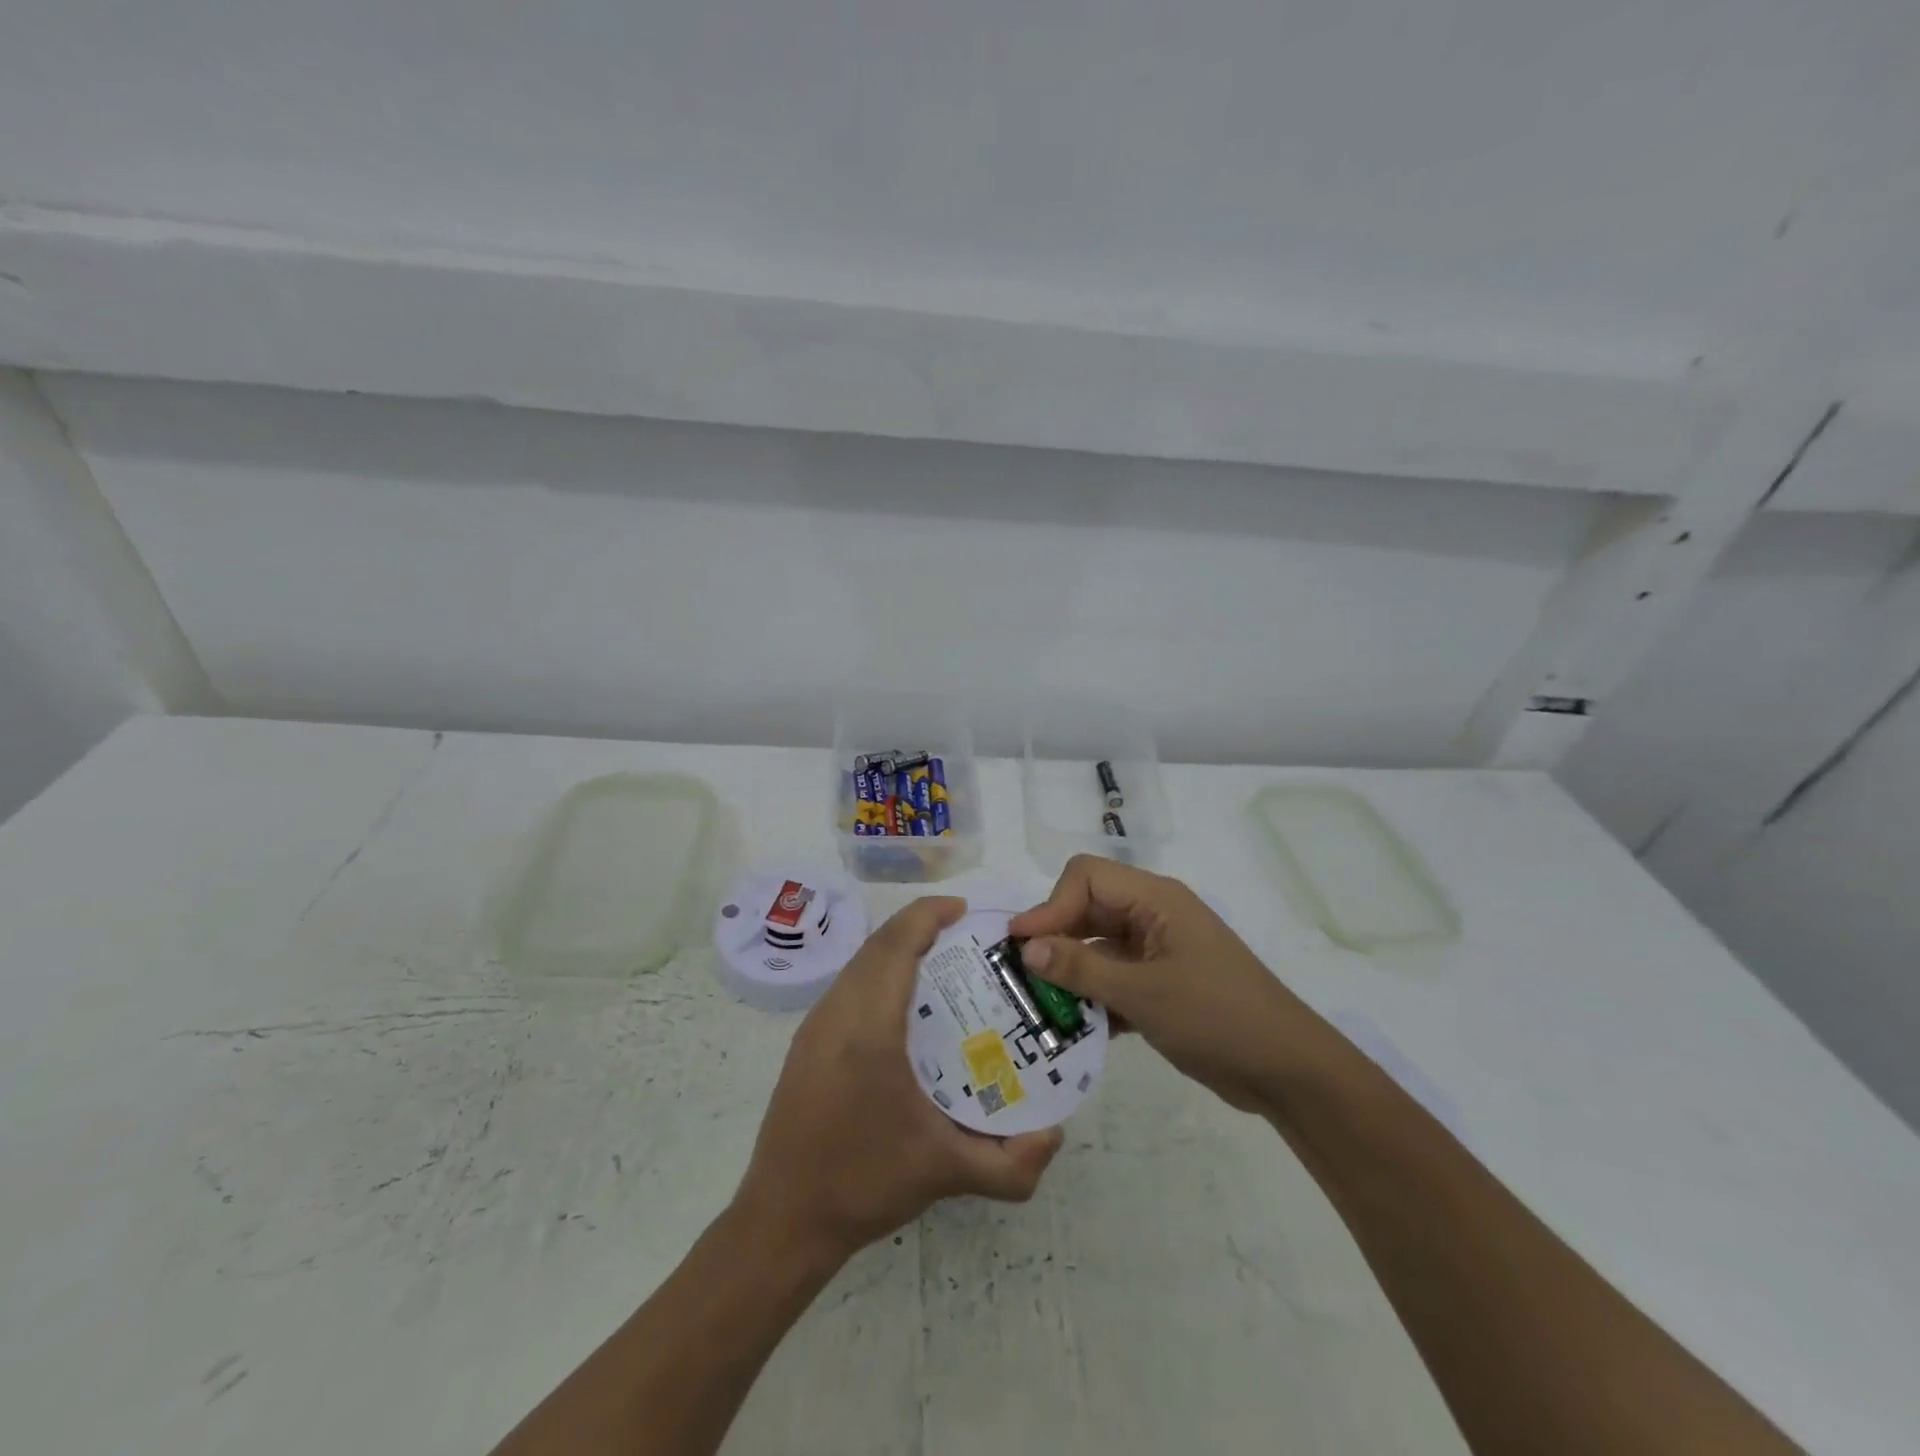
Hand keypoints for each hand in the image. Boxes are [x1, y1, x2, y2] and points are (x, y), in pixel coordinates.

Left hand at [734, 896, 1063, 1263]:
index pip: (896, 945)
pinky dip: (878, 970)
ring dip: (896, 947)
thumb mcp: (946, 1174)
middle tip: (965, 937)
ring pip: (858, 962)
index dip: (928, 915)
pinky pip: (847, 984)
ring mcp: (815, 1026)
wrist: (782, 1220)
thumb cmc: (863, 1184)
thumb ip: (1011, 1164)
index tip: (965, 910)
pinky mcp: (806, 1042)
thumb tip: (1055, 1134)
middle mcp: (836, 1013)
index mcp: (868, 1029)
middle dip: (918, 926)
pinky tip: (904, 1004)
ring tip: (940, 962)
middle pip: (877, 944)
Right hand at [1010, 856, 1314, 1113]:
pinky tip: (1072, 1028)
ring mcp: (1158, 950)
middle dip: (1055, 938)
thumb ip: (1082, 968)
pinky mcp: (1161, 983)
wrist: (1288, 1070)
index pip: (1086, 877)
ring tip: (1038, 1005)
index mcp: (1155, 899)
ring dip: (1070, 972)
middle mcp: (1153, 915)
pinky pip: (1114, 977)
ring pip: (1098, 946)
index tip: (1021, 945)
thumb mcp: (1144, 994)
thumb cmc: (1218, 1017)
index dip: (1050, 905)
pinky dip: (1093, 996)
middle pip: (1088, 909)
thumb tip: (1026, 947)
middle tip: (1021, 976)